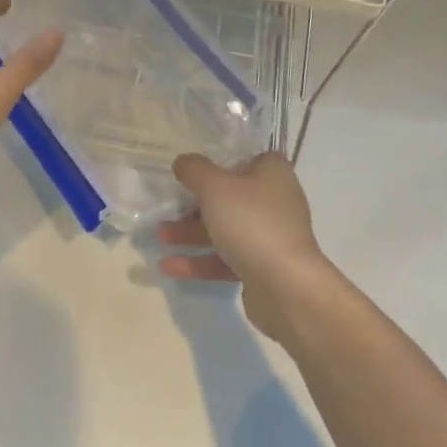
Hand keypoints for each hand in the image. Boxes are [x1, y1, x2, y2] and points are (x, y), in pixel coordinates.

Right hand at [155, 151, 332, 340]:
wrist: (287, 289)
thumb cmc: (252, 223)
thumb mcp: (215, 187)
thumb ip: (194, 170)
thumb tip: (183, 162)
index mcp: (272, 173)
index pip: (245, 157)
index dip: (219, 160)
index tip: (192, 168)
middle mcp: (275, 201)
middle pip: (229, 195)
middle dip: (194, 203)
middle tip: (168, 206)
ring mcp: (270, 237)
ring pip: (224, 229)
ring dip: (191, 233)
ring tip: (160, 237)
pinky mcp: (262, 268)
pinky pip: (225, 259)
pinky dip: (199, 261)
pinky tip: (168, 266)